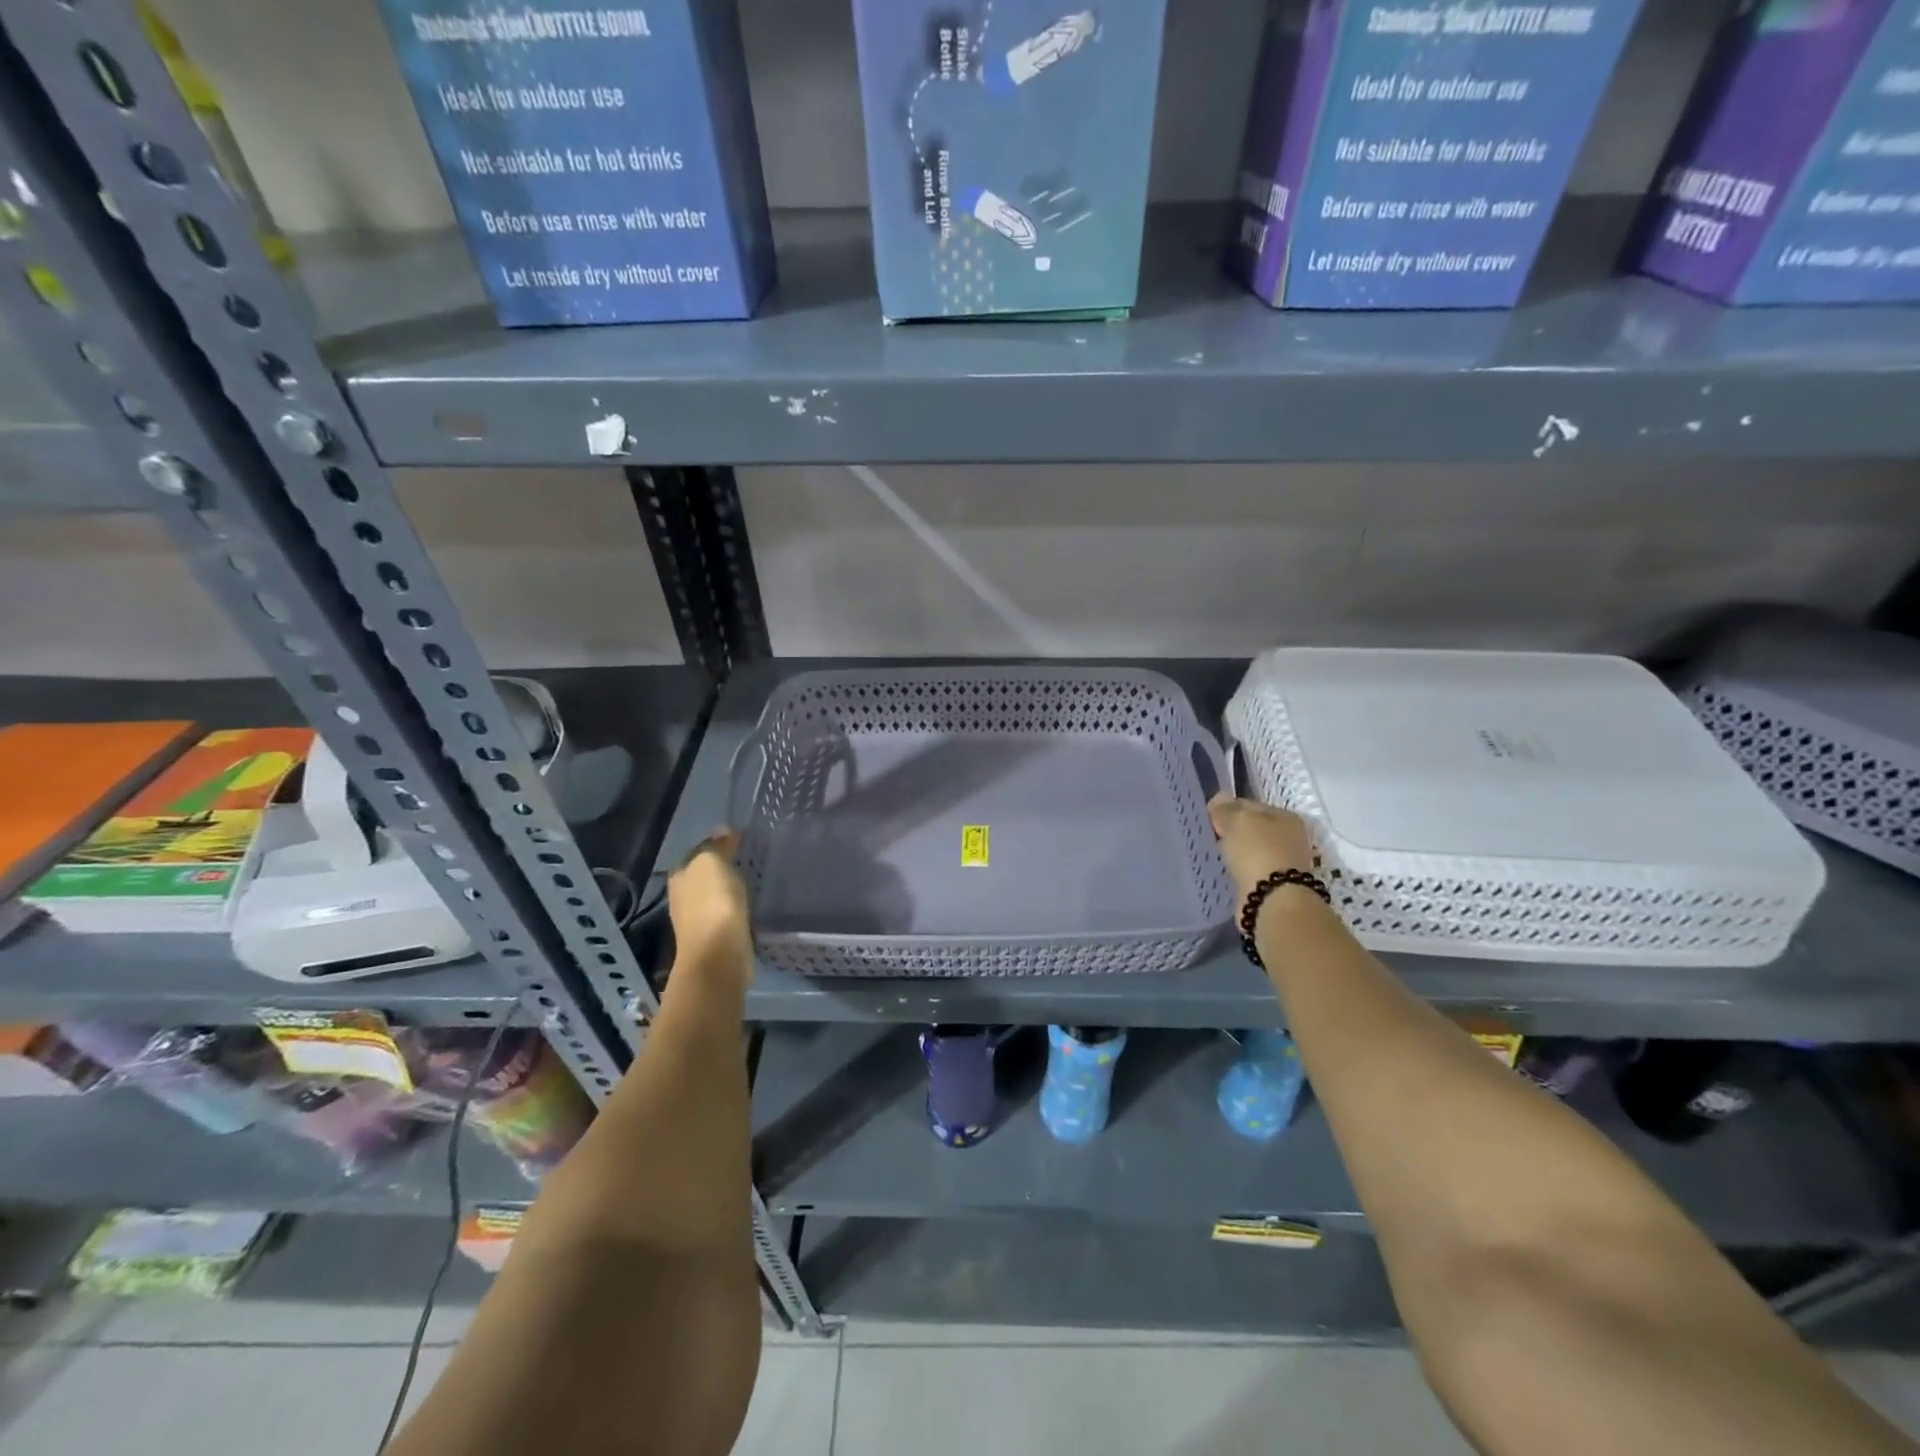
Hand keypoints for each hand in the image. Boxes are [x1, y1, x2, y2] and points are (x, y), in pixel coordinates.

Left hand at [666, 829, 751, 982]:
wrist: (719, 955)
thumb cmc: (712, 903)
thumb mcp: (712, 863)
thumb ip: (717, 846)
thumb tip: (724, 831)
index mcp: (679, 876)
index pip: (696, 854)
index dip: (715, 846)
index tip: (738, 842)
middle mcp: (682, 898)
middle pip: (703, 877)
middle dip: (721, 869)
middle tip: (747, 860)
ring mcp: (697, 921)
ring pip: (715, 897)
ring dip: (729, 891)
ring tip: (752, 882)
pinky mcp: (715, 939)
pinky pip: (727, 915)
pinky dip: (736, 909)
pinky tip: (750, 906)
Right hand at [1207, 794, 1316, 909]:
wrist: (1273, 900)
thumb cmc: (1258, 852)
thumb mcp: (1237, 821)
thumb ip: (1226, 809)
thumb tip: (1219, 798)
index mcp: (1285, 816)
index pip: (1249, 804)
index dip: (1227, 808)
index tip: (1208, 818)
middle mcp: (1289, 838)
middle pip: (1252, 828)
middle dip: (1231, 831)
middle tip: (1209, 836)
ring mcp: (1284, 862)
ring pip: (1250, 850)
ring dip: (1235, 852)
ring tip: (1214, 854)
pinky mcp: (1274, 885)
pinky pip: (1249, 869)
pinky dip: (1238, 869)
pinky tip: (1225, 871)